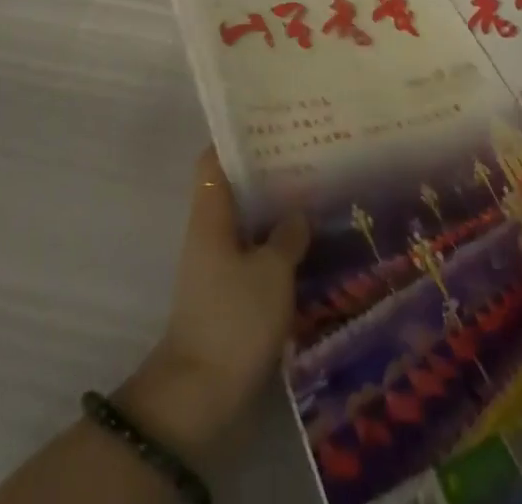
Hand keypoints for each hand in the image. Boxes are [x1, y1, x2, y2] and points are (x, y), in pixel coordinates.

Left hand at [118, 149, 308, 456]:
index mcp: (210, 214)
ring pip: (249, 225)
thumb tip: (299, 212)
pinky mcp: (231, 297)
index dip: (237, 139)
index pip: (214, 160)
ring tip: (318, 198)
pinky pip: (256, 258)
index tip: (272, 125)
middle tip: (309, 159)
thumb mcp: (271, 272)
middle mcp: (210, 232)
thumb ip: (288, 236)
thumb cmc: (233, 319)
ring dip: (277, 214)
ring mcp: (219, 266)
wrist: (202, 396)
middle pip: (236, 190)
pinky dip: (279, 250)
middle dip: (268, 175)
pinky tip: (312, 249)